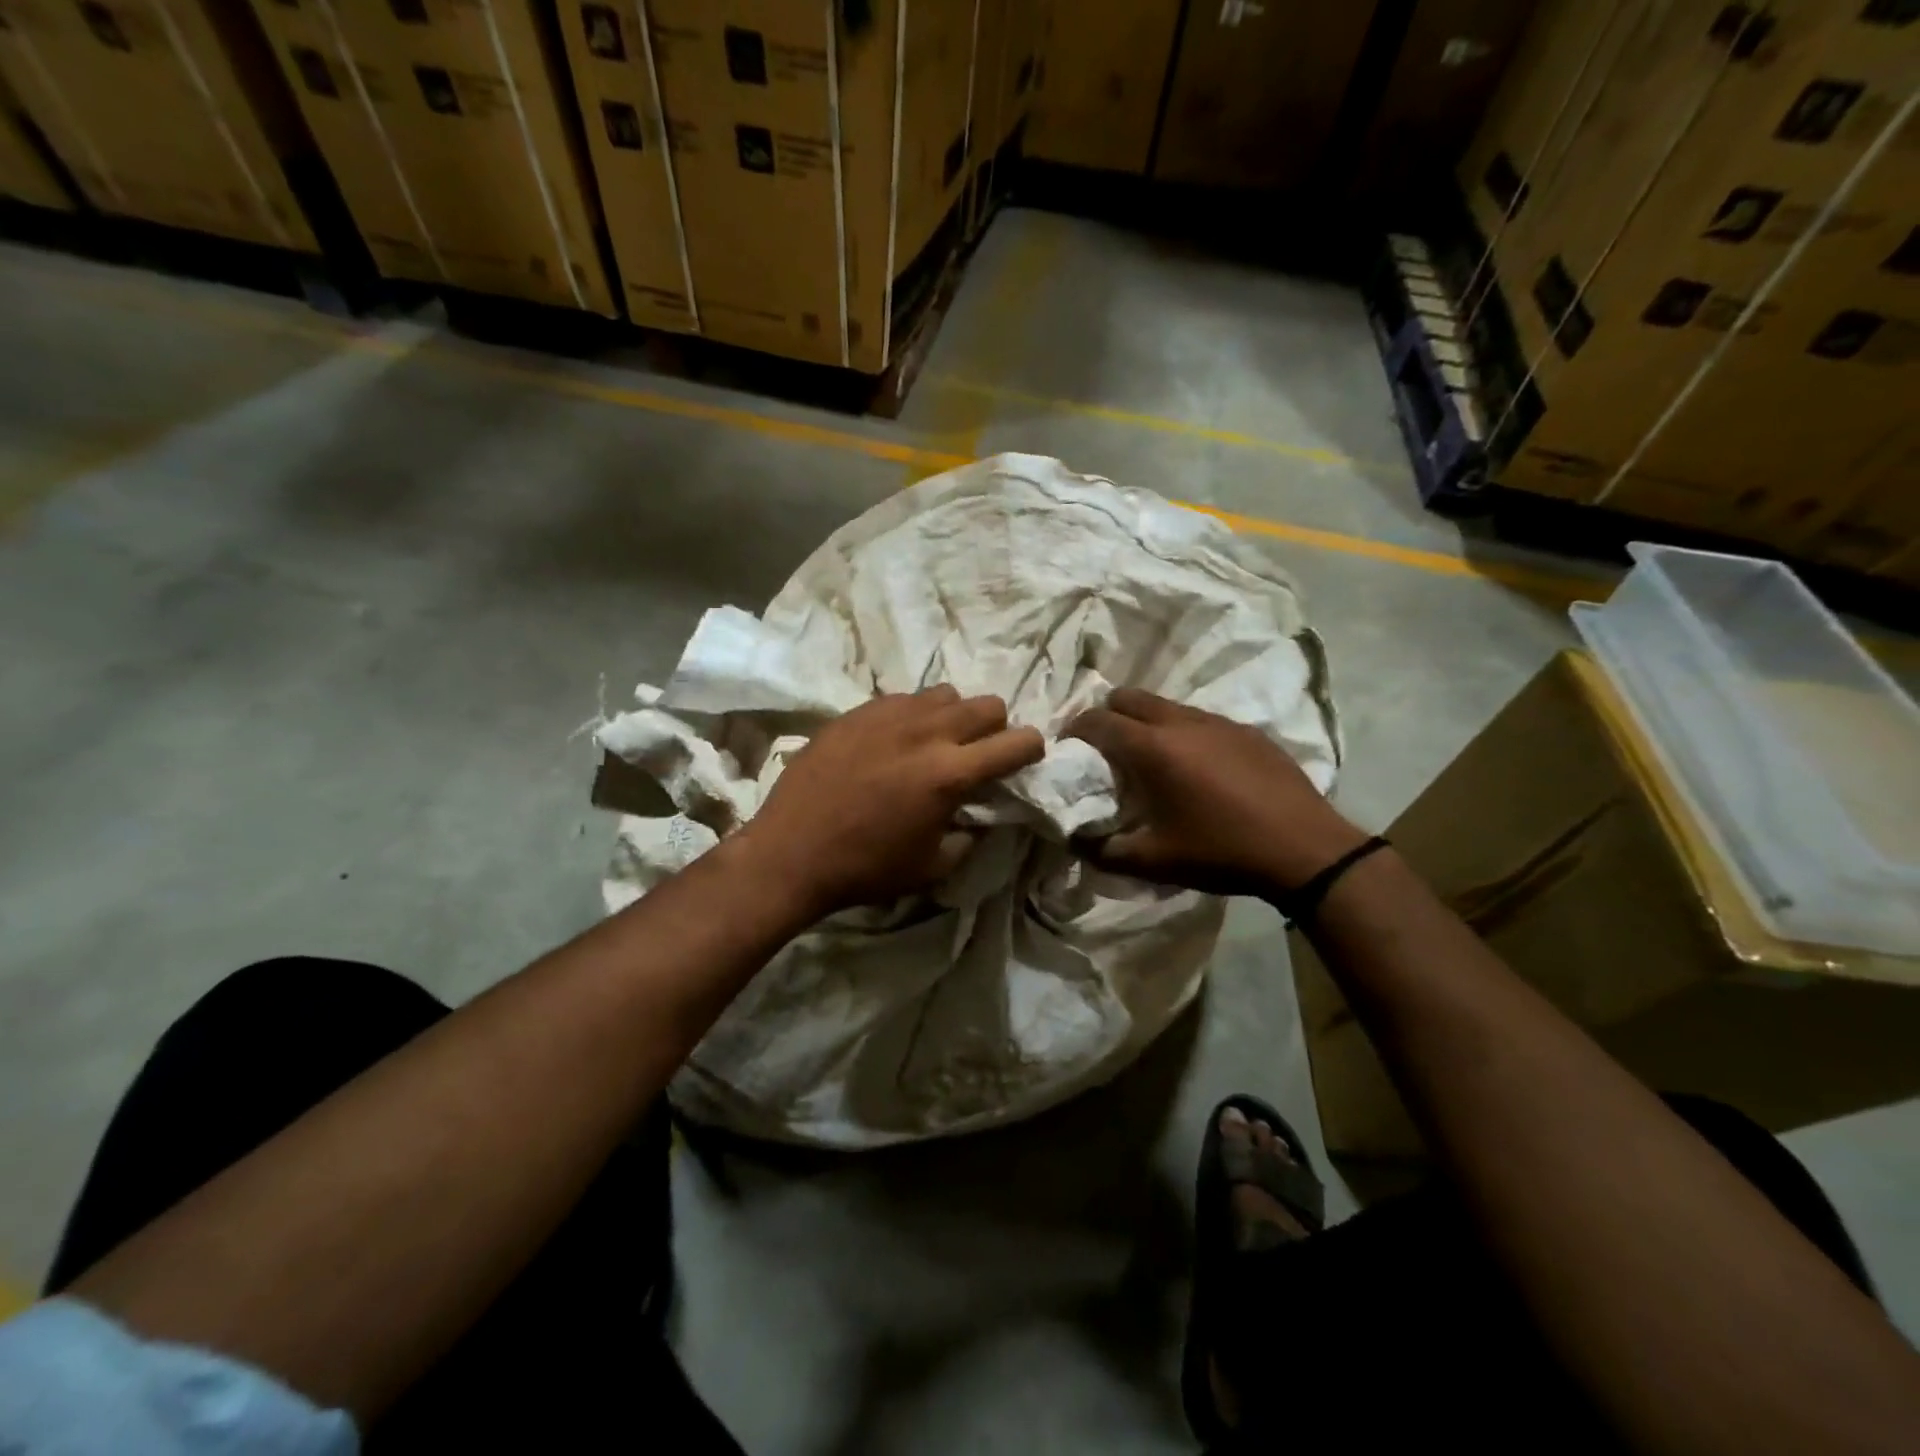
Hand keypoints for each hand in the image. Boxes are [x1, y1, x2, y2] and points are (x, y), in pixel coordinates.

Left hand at [738, 686, 1045, 915]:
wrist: (791, 852)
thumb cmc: (866, 868)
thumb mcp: (932, 868)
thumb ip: (968, 836)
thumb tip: (977, 816)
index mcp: (951, 773)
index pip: (1016, 742)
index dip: (1031, 749)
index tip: (1026, 758)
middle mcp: (927, 732)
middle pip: (988, 704)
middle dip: (996, 728)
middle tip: (978, 754)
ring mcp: (889, 715)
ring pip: (946, 693)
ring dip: (954, 717)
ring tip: (935, 743)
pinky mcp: (858, 711)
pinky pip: (903, 698)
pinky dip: (913, 715)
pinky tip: (893, 741)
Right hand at [1065, 688, 1364, 897]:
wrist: (1304, 848)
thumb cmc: (1221, 852)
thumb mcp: (1154, 861)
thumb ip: (1104, 851)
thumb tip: (1075, 841)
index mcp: (1152, 748)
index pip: (1097, 720)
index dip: (1074, 729)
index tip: (1067, 747)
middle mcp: (1181, 722)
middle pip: (1128, 697)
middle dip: (1107, 715)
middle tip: (1104, 748)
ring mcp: (1218, 722)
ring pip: (1166, 705)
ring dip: (1146, 722)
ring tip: (1151, 758)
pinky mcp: (1246, 730)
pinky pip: (1200, 719)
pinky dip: (1183, 733)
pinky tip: (1198, 768)